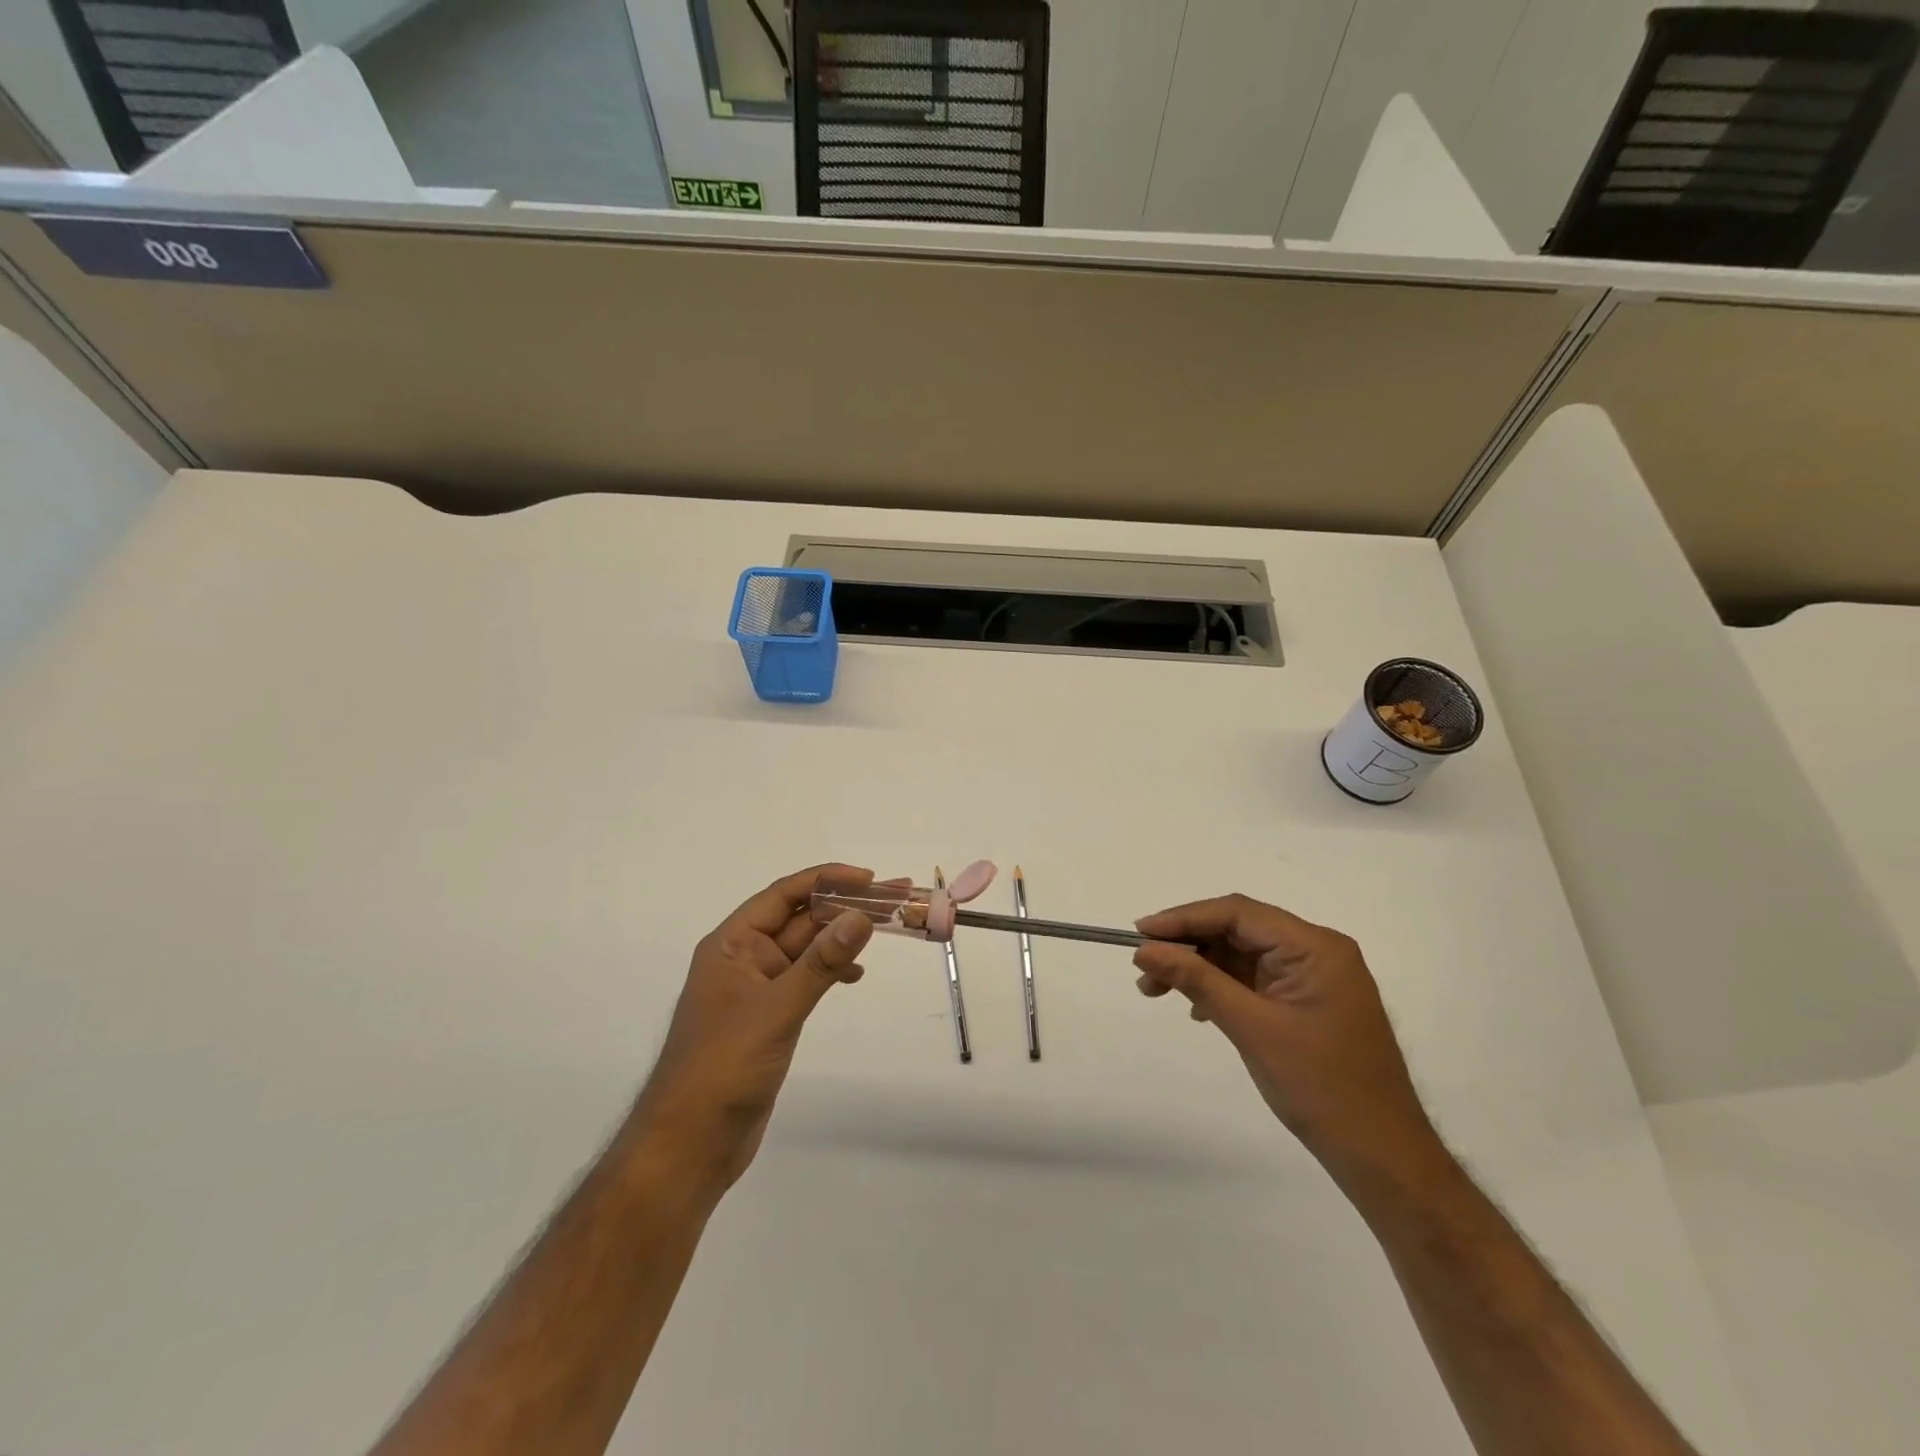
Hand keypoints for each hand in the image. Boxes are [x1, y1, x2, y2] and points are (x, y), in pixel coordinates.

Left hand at [631, 864, 875, 1193]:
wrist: (689, 1144)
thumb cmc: (724, 1067)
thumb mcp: (777, 1009)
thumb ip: (821, 963)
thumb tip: (862, 917)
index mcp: (732, 944)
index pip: (783, 895)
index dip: (826, 880)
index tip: (869, 878)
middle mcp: (743, 958)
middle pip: (799, 919)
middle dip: (842, 907)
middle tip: (892, 899)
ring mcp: (756, 989)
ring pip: (805, 949)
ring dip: (840, 938)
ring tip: (884, 930)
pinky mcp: (768, 1017)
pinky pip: (805, 978)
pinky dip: (830, 971)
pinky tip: (854, 975)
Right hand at [1133, 895, 1444, 1182]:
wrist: (1381, 1156)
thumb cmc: (1321, 1087)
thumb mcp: (1251, 1028)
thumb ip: (1197, 980)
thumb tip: (1145, 950)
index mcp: (1314, 947)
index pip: (1237, 913)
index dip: (1184, 918)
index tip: (1139, 933)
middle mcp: (1317, 951)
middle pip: (1238, 929)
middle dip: (1188, 945)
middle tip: (1143, 967)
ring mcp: (1314, 977)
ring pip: (1242, 954)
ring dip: (1199, 967)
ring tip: (1155, 989)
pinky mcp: (1307, 1001)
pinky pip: (1254, 978)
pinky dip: (1220, 986)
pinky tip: (1196, 1008)